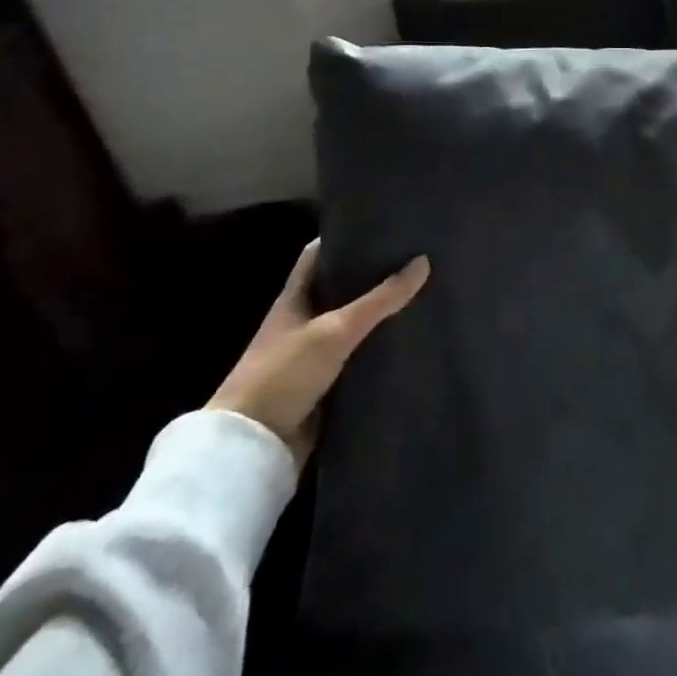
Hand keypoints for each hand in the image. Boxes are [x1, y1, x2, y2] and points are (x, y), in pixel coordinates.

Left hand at [207, 240, 429, 462]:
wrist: (253, 450)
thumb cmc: (283, 374)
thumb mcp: (334, 330)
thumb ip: (379, 299)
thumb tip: (423, 262)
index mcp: (294, 299)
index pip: (318, 255)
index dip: (344, 237)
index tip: (380, 226)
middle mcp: (303, 322)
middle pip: (340, 289)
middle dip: (372, 276)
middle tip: (414, 258)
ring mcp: (314, 356)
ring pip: (353, 325)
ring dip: (380, 315)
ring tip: (423, 293)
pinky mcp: (327, 386)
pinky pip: (359, 359)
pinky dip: (379, 350)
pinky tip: (410, 340)